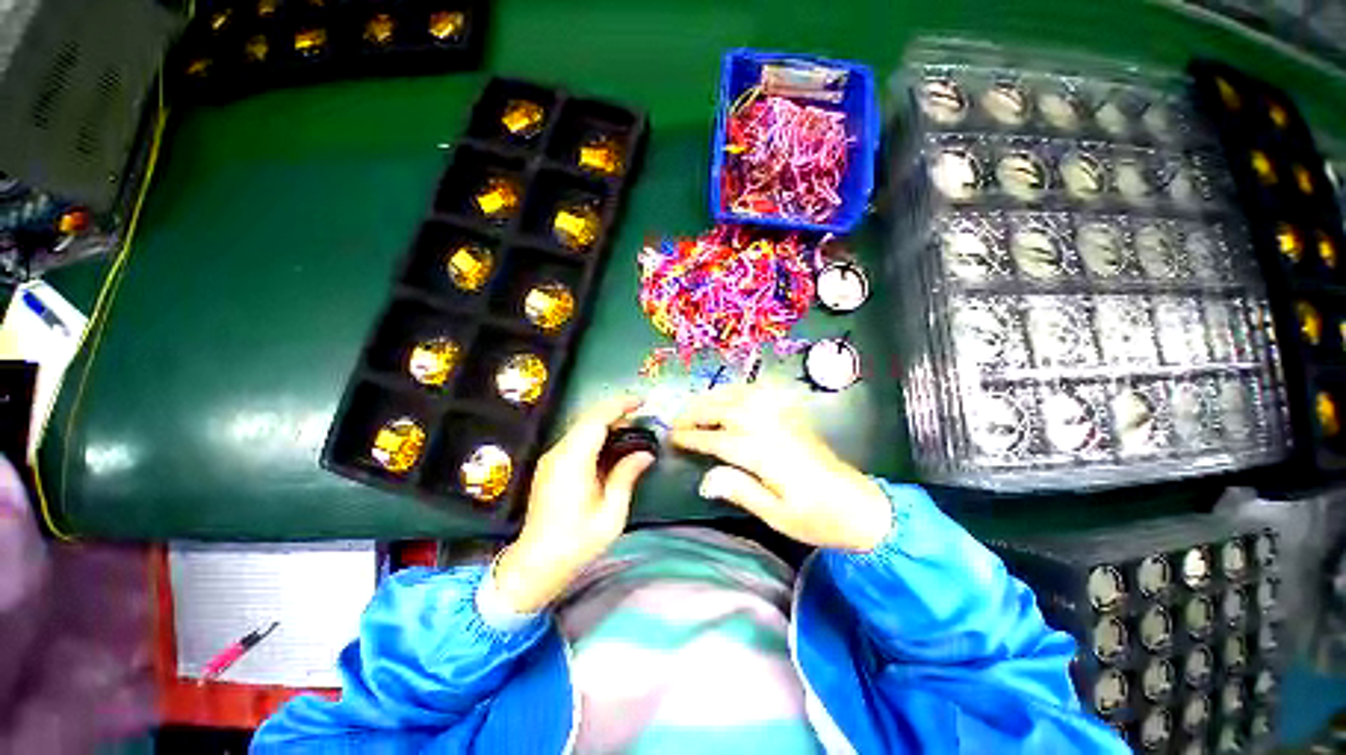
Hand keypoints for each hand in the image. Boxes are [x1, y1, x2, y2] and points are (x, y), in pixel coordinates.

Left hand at [492, 396, 654, 612]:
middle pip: (587, 419)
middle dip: (615, 411)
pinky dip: (596, 434)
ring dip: (606, 422)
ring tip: (632, 429)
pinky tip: (612, 445)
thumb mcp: (611, 513)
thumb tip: (645, 454)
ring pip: (581, 427)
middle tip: (642, 417)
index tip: (641, 401)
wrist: (536, 565)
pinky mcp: (551, 466)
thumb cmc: (577, 543)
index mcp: (573, 462)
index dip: (619, 405)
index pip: (596, 420)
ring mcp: (552, 459)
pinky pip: (576, 440)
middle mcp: (558, 453)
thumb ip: (626, 477)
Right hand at [670, 386, 891, 551]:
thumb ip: (741, 492)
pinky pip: (759, 394)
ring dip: (714, 398)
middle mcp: (772, 429)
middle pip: (727, 410)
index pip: (719, 439)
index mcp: (766, 455)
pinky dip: (738, 391)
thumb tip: (705, 479)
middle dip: (697, 412)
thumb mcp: (778, 515)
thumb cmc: (818, 518)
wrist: (861, 507)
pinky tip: (728, 396)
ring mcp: (784, 419)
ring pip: (741, 397)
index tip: (672, 438)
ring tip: (694, 406)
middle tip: (676, 421)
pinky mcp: (792, 417)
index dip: (693, 436)